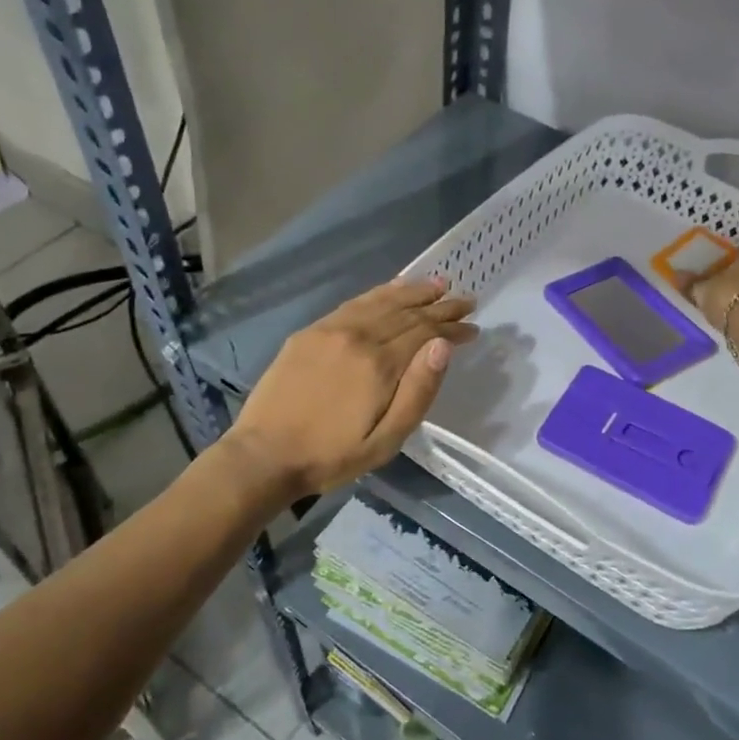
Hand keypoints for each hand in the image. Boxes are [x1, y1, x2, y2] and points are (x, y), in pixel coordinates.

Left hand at [223, 277, 477, 497]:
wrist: (264, 454)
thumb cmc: (331, 456)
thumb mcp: (385, 440)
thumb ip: (418, 392)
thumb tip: (443, 346)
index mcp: (379, 364)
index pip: (425, 333)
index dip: (452, 328)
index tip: (473, 326)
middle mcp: (358, 337)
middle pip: (407, 313)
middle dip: (440, 306)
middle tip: (466, 300)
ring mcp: (331, 330)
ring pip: (381, 301)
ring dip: (412, 291)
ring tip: (437, 283)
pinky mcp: (311, 332)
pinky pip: (353, 303)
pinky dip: (378, 293)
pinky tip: (391, 289)